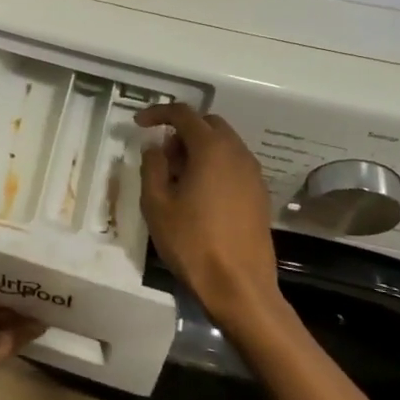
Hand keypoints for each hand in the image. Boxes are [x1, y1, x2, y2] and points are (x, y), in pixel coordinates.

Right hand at [136, 104, 285, 334]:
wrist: (239, 286)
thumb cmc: (192, 242)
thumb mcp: (157, 204)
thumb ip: (152, 167)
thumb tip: (155, 148)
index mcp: (211, 149)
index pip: (184, 114)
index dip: (158, 113)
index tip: (139, 123)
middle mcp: (237, 153)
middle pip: (208, 124)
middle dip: (182, 131)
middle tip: (161, 156)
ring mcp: (253, 174)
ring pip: (224, 144)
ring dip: (199, 149)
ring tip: (177, 179)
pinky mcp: (259, 194)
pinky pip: (234, 165)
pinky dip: (214, 166)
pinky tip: (199, 195)